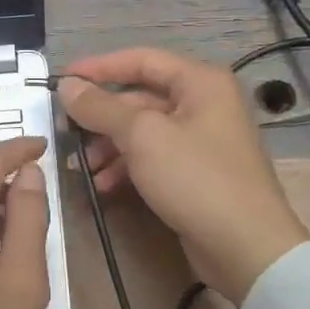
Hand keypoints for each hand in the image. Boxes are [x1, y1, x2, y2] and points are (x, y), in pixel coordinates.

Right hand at [59, 48, 309, 304]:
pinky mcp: (196, 174)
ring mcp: (201, 141)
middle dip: (101, 117)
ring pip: (143, 132)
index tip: (62, 79)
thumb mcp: (142, 136)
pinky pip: (153, 158)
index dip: (99, 67)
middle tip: (66, 131)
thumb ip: (101, 107)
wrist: (247, 248)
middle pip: (140, 98)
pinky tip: (103, 186)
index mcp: (200, 82)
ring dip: (109, 146)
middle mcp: (204, 104)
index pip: (141, 60)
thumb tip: (67, 85)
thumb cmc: (196, 178)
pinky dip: (127, 167)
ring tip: (80, 167)